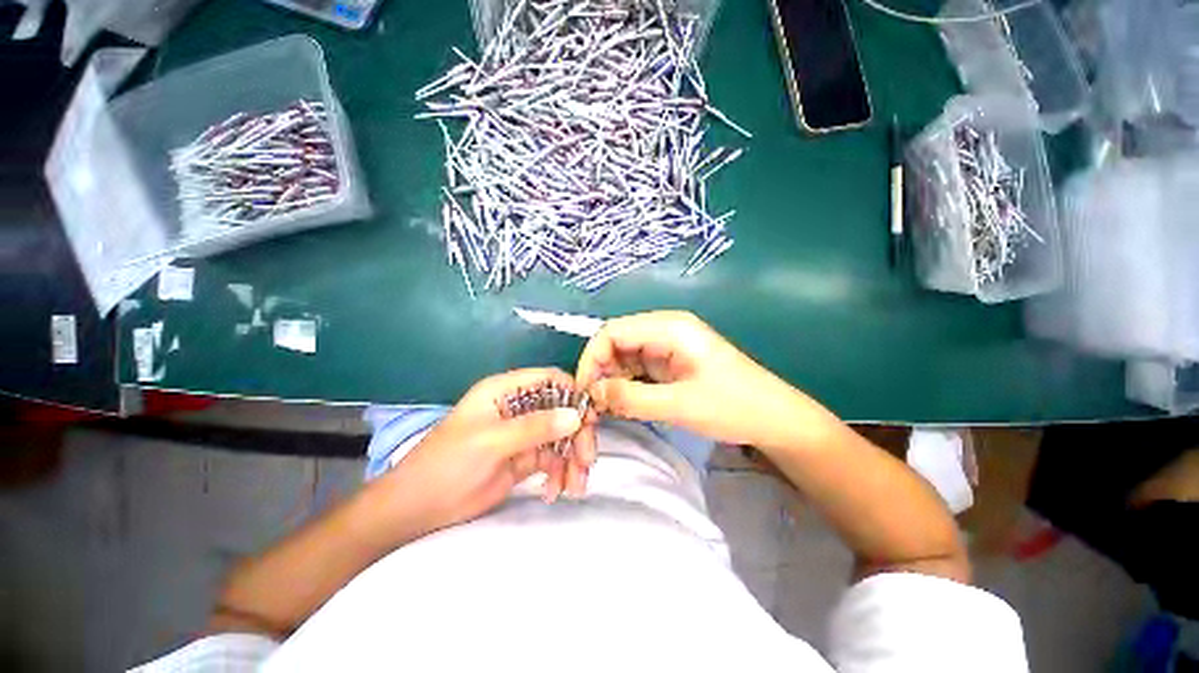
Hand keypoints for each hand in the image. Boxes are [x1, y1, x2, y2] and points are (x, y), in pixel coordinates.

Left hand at [378, 368, 583, 534]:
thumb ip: (535, 427)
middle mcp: (518, 407)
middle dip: (577, 434)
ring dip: (572, 459)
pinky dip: (561, 473)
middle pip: (561, 410)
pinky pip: (553, 459)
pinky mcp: (525, 458)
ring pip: (561, 437)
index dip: (572, 393)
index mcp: (505, 391)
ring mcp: (523, 434)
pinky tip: (556, 491)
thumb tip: (576, 416)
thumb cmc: (447, 465)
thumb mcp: (491, 442)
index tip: (590, 417)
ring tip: (575, 486)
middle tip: (586, 460)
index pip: (549, 380)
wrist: (417, 509)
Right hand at [575, 311, 809, 450]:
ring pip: (624, 357)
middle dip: (600, 371)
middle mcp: (665, 330)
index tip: (584, 392)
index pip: (613, 331)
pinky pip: (637, 369)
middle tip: (594, 406)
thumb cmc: (734, 407)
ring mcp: (668, 347)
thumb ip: (631, 398)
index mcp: (669, 327)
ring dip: (612, 380)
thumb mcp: (680, 405)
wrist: (775, 420)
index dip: (592, 358)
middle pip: (616, 342)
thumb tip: (592, 393)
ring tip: (607, 408)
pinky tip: (623, 404)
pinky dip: (626, 385)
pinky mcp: (670, 363)